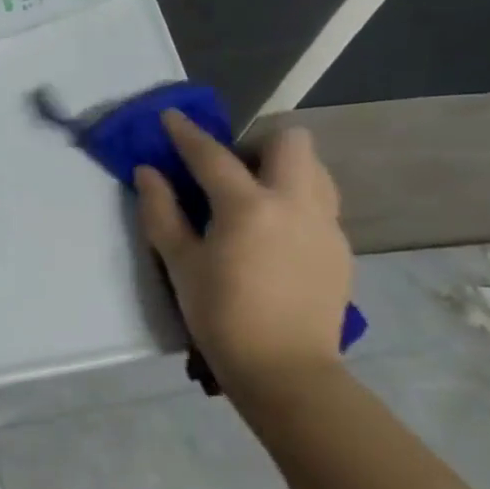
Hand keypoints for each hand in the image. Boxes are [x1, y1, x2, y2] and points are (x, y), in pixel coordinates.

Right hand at [136, 111, 353, 406]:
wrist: (285, 371)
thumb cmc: (221, 316)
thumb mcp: (179, 264)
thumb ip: (161, 212)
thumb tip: (149, 172)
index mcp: (248, 207)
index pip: (213, 155)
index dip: (186, 133)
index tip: (170, 117)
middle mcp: (295, 204)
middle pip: (291, 141)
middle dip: (257, 141)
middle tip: (230, 168)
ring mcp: (326, 225)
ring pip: (315, 168)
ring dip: (283, 168)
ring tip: (254, 197)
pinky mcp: (340, 248)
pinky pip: (321, 202)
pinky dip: (296, 200)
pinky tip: (274, 234)